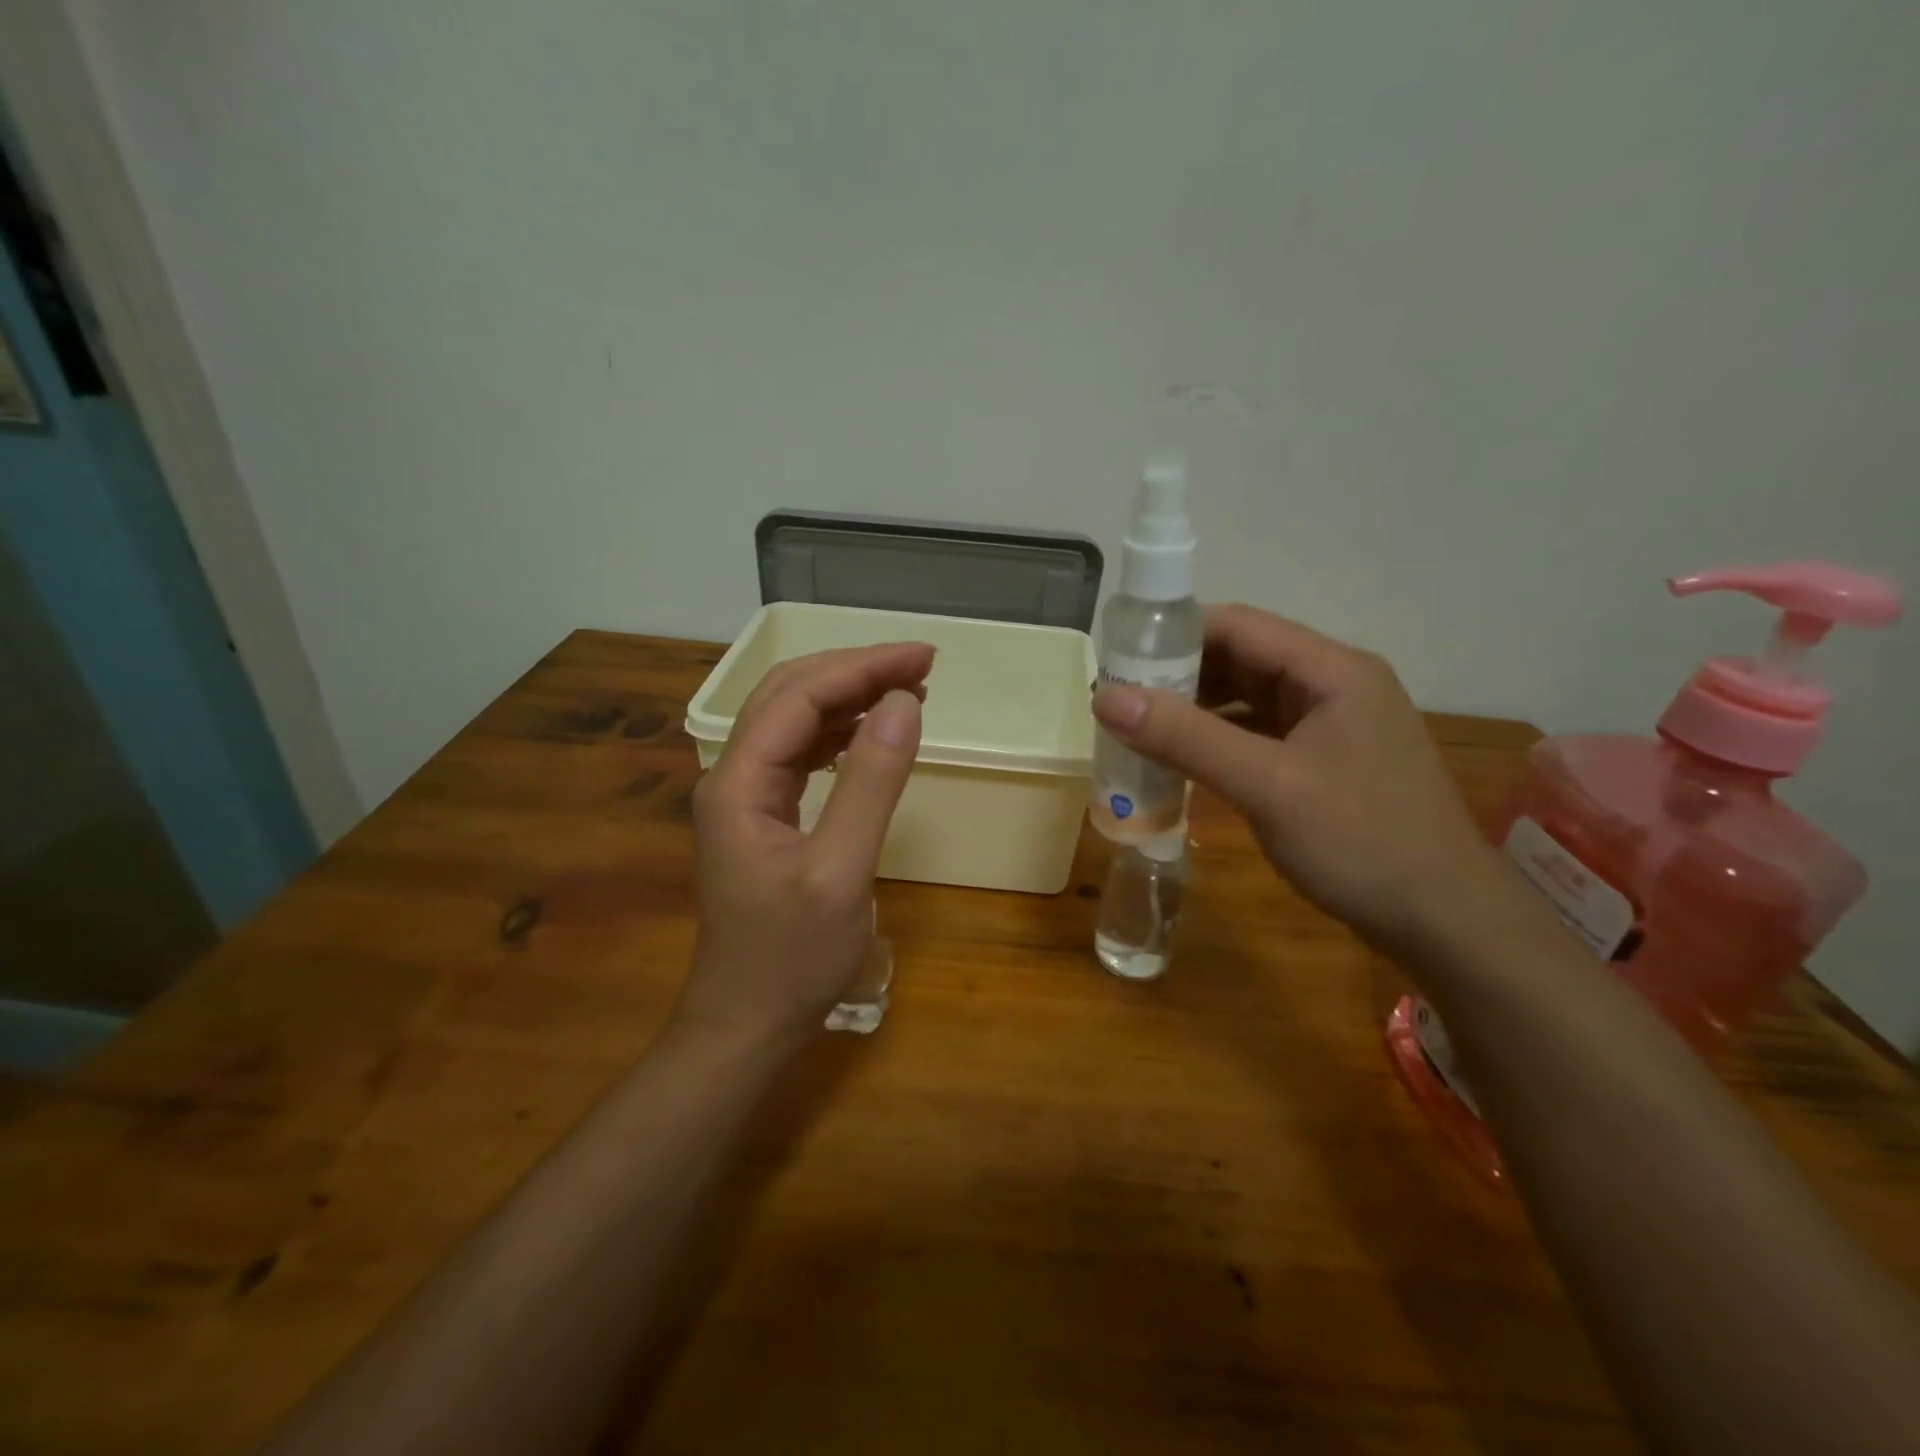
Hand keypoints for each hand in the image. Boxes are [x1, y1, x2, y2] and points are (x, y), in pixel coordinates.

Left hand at [678, 642, 932, 1051]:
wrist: (746, 1024)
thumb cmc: (792, 959)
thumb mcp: (841, 872)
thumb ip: (872, 783)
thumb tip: (904, 703)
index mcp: (738, 782)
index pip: (798, 696)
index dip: (862, 667)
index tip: (923, 658)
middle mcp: (732, 776)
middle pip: (789, 695)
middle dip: (855, 671)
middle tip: (921, 666)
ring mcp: (744, 797)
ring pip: (794, 720)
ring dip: (849, 698)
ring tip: (909, 691)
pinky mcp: (763, 816)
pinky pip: (800, 753)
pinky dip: (840, 733)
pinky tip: (873, 733)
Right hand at [1092, 604, 1501, 950]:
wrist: (1445, 923)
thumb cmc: (1361, 842)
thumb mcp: (1267, 786)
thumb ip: (1186, 737)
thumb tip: (1105, 696)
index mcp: (1331, 670)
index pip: (1239, 625)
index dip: (1173, 634)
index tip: (1117, 657)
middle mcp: (1333, 686)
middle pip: (1242, 659)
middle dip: (1179, 675)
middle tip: (1117, 699)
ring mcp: (1332, 726)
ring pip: (1248, 699)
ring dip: (1195, 711)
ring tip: (1137, 729)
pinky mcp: (1325, 763)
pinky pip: (1259, 736)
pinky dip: (1217, 742)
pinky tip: (1181, 762)